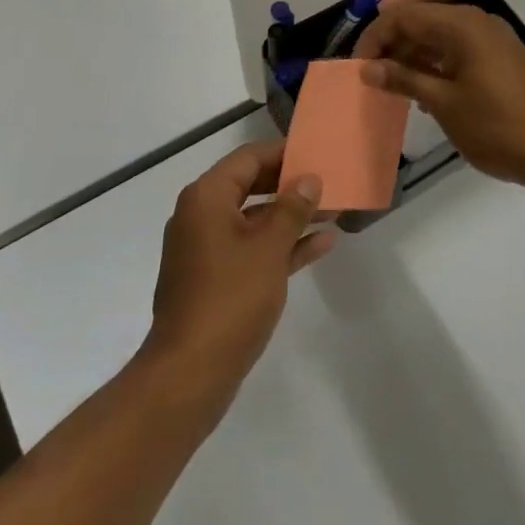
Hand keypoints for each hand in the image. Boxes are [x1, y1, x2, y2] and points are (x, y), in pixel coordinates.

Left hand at [144, 140, 334, 407]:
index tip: (317, 152)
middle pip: (252, 186)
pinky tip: (321, 244)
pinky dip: (282, 245)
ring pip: (255, 220)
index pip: (248, 158)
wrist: (190, 373)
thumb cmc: (230, 298)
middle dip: (291, 185)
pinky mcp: (216, 280)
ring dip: (292, 216)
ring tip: (334, 209)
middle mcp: (202, 216)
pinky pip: (253, 249)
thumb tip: (309, 179)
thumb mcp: (269, 248)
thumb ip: (292, 208)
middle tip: (329, 180)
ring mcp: (207, 250)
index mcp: (207, 198)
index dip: (283, 153)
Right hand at [356, 3, 524, 193]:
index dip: (374, 38)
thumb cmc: (499, 127)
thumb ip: (404, 80)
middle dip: (392, 48)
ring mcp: (493, 41)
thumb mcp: (445, 104)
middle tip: (370, 82)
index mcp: (461, 25)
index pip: (404, 16)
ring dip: (413, 59)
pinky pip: (459, 53)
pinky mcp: (503, 61)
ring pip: (440, 39)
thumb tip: (368, 68)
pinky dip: (437, 68)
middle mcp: (477, 23)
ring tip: (392, 90)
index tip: (356, 69)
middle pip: (422, 23)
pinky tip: (424, 95)